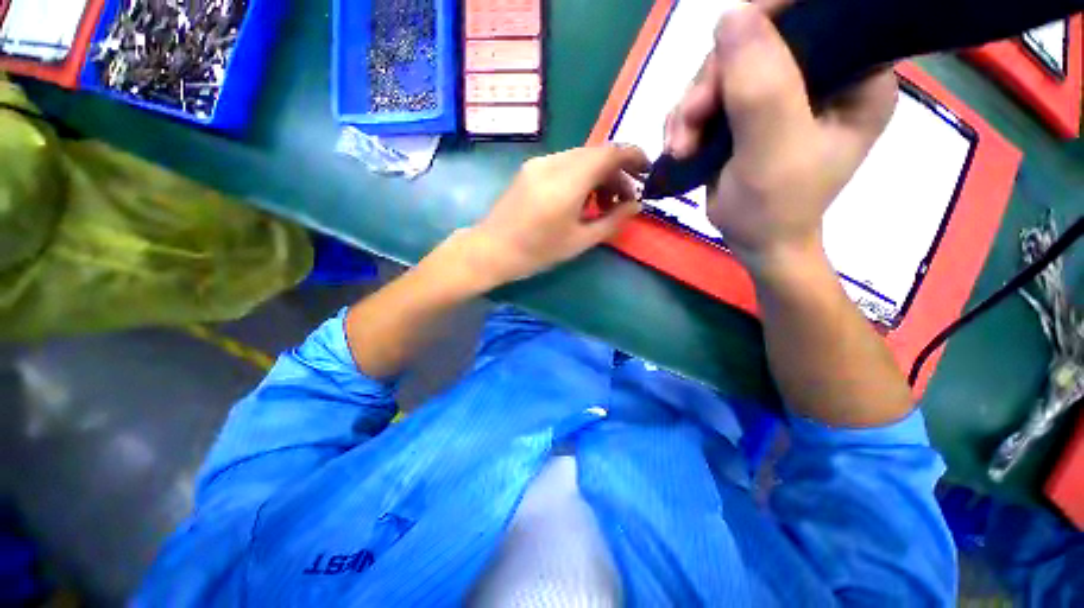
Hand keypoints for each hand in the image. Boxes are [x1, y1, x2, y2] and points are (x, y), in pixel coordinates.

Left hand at [466, 145, 649, 284]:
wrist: (491, 249)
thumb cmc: (537, 251)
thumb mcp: (579, 242)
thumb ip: (612, 221)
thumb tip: (637, 205)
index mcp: (568, 181)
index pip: (611, 153)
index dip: (634, 157)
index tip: (647, 173)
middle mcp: (554, 163)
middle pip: (597, 154)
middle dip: (617, 172)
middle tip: (624, 199)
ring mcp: (539, 163)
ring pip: (581, 158)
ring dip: (598, 175)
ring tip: (603, 204)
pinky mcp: (530, 169)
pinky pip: (565, 164)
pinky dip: (581, 176)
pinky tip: (580, 200)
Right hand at [665, 1, 896, 275]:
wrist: (753, 242)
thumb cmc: (775, 208)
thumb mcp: (772, 152)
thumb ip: (761, 88)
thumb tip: (732, 16)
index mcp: (856, 76)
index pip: (817, 17)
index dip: (768, 20)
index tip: (723, 53)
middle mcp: (821, 74)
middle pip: (758, 43)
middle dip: (712, 82)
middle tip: (688, 124)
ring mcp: (780, 92)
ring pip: (725, 70)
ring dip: (691, 107)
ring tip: (679, 145)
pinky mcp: (748, 111)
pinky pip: (710, 96)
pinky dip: (687, 119)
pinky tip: (679, 145)